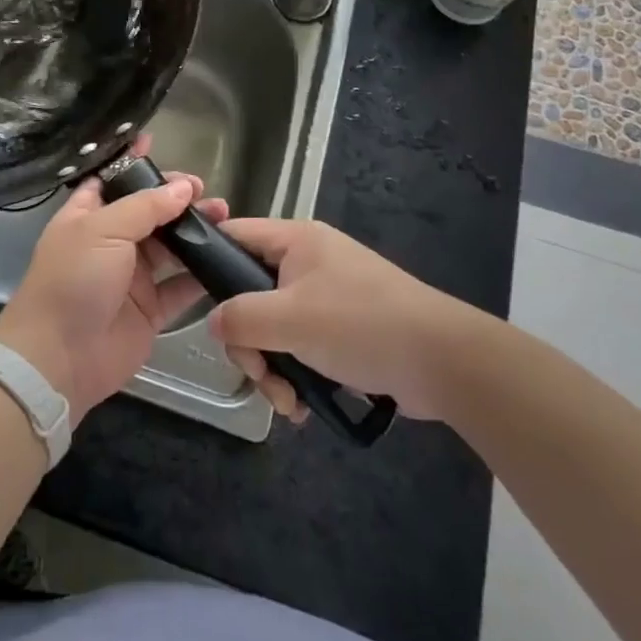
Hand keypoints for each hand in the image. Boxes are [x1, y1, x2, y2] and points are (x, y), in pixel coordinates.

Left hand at [0, 144, 220, 424]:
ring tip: (224, 216)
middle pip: (148, 212)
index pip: (111, 180)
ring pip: (169, 246)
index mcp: (87, 216)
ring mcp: (131, 277)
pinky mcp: (150, 310)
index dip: (132, 163)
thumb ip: (145, 207)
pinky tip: (226, 256)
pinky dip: (201, 274)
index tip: (156, 143)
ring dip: (195, 231)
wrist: (59, 357)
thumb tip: (183, 188)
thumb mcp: (102, 230)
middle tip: (203, 189)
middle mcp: (110, 242)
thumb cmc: (72, 280)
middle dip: (175, 198)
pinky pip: (181, 287)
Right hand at [207, 219, 492, 423]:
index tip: (196, 302)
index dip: (209, 262)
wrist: (444, 362)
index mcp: (295, 241)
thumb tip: (213, 323)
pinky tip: (304, 405)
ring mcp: (327, 297)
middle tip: (260, 373)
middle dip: (250, 342)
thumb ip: (240, 318)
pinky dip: (297, 375)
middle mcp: (307, 263)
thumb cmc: (360, 325)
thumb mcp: (290, 320)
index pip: (234, 236)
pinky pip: (301, 347)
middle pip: (250, 295)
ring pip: (274, 328)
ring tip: (289, 403)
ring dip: (273, 369)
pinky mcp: (343, 331)